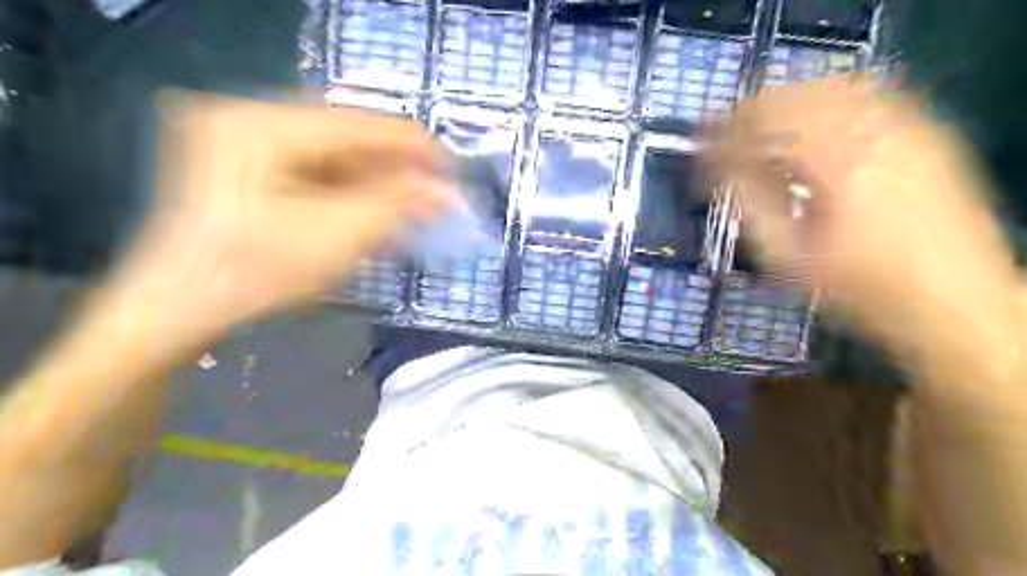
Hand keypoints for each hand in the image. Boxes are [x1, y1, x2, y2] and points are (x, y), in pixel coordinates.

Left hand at [113, 89, 455, 332]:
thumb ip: (397, 204)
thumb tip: (447, 191)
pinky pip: (311, 167)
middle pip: (346, 135)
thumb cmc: (254, 275)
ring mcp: (240, 137)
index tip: (455, 171)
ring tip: (413, 202)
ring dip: (375, 179)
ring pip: (331, 152)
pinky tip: (375, 206)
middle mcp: (248, 114)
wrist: (174, 310)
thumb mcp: (337, 237)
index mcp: (262, 123)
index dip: (415, 148)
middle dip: (395, 167)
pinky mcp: (241, 161)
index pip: (360, 124)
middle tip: (436, 192)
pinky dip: (348, 187)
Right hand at [711, 74, 1021, 348]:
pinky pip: (864, 96)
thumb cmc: (862, 289)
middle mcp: (875, 131)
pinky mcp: (924, 133)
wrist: (956, 301)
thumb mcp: (791, 258)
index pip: (765, 125)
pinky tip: (809, 123)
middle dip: (750, 112)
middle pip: (796, 95)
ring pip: (830, 87)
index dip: (724, 133)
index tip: (700, 147)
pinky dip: (825, 102)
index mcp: (838, 163)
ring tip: (758, 126)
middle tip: (721, 134)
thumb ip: (750, 205)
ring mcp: (906, 126)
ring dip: (785, 103)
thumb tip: (719, 171)